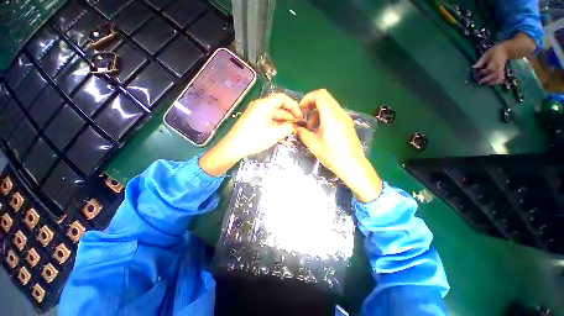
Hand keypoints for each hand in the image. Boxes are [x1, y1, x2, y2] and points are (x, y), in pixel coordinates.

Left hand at [200, 93, 301, 175]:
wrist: (233, 148)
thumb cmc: (253, 139)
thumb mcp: (273, 134)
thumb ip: (287, 128)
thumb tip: (296, 126)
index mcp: (264, 105)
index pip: (282, 98)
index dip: (293, 106)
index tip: (300, 116)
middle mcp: (260, 107)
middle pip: (279, 108)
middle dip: (290, 117)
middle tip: (298, 127)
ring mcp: (257, 114)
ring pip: (275, 116)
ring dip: (284, 124)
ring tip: (292, 133)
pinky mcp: (255, 122)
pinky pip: (269, 122)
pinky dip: (276, 127)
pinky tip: (283, 136)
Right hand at [296, 89, 381, 201]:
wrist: (352, 165)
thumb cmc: (332, 155)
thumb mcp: (313, 144)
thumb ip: (302, 133)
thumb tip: (296, 128)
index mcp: (331, 115)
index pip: (320, 94)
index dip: (308, 98)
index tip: (301, 109)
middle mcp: (340, 113)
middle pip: (325, 98)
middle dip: (312, 105)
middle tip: (305, 118)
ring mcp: (345, 118)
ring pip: (329, 105)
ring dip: (318, 112)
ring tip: (312, 127)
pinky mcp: (347, 123)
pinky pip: (334, 113)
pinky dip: (325, 116)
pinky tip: (321, 130)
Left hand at [473, 43, 508, 85]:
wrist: (505, 51)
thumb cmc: (494, 52)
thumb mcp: (485, 55)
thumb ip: (480, 62)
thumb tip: (472, 68)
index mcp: (493, 65)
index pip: (484, 72)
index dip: (478, 74)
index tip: (474, 75)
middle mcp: (497, 70)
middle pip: (488, 78)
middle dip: (482, 80)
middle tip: (476, 82)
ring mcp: (500, 72)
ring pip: (494, 81)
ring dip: (488, 83)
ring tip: (482, 83)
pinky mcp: (502, 73)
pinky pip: (498, 80)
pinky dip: (494, 83)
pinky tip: (489, 83)